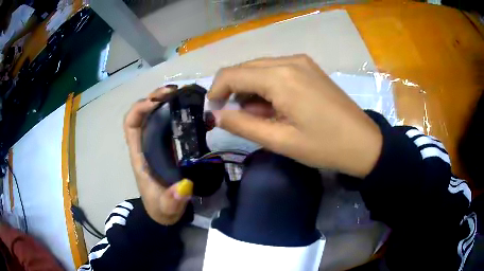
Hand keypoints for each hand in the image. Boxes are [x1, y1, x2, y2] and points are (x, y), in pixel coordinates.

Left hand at [124, 86, 192, 224]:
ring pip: (155, 115)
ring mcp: (157, 144)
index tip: (156, 102)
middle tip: (175, 92)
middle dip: (154, 98)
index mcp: (139, 155)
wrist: (165, 212)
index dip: (139, 109)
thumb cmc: (160, 208)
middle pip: (142, 113)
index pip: (131, 124)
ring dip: (165, 102)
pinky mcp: (168, 147)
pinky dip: (176, 113)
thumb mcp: (166, 207)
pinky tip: (191, 111)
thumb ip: (173, 200)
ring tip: (184, 95)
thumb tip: (184, 186)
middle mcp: (145, 145)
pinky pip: (168, 124)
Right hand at [208, 55, 382, 177]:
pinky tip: (275, 105)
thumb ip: (242, 125)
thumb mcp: (280, 140)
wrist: (363, 142)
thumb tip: (216, 115)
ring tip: (259, 116)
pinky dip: (267, 86)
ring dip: (250, 89)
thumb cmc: (324, 146)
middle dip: (232, 90)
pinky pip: (277, 70)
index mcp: (280, 77)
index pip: (232, 74)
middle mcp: (289, 61)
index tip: (214, 111)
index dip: (216, 91)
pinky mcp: (309, 67)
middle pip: (245, 68)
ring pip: (260, 68)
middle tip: (236, 117)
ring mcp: (301, 62)